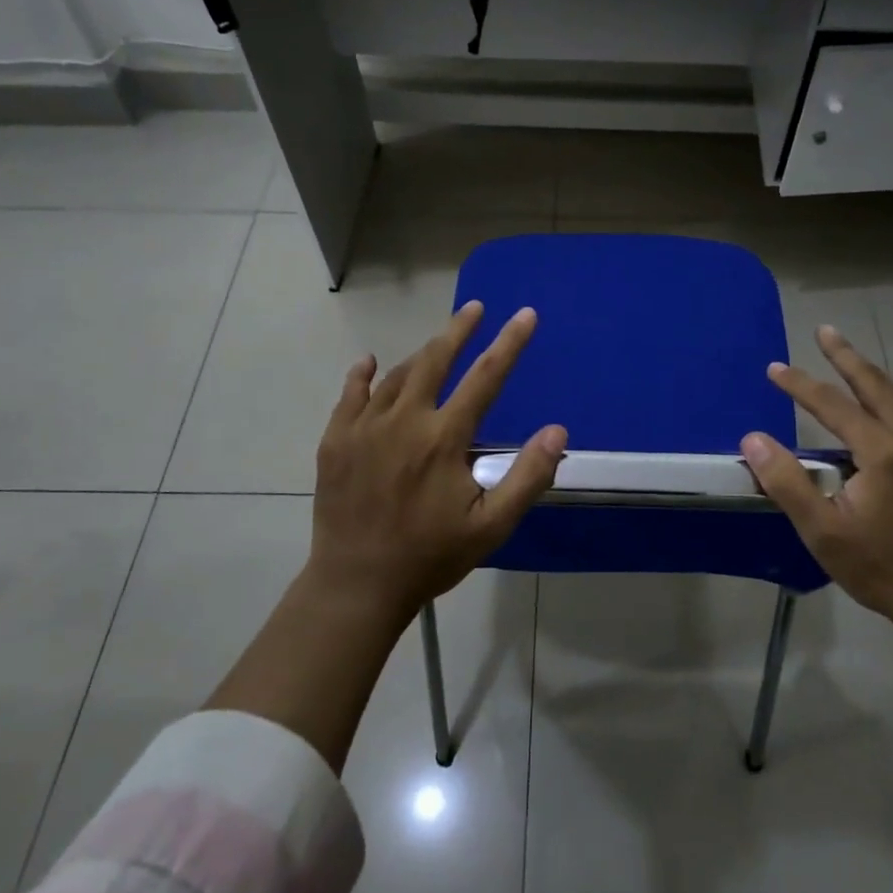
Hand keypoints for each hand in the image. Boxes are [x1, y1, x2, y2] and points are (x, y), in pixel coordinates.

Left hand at [309, 301, 566, 624]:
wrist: (356, 584)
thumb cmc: (430, 556)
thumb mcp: (492, 526)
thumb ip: (527, 476)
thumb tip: (556, 431)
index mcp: (443, 439)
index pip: (486, 377)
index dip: (510, 343)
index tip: (525, 315)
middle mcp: (404, 421)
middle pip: (436, 359)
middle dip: (459, 329)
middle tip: (474, 308)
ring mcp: (364, 428)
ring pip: (397, 375)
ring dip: (422, 354)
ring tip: (438, 342)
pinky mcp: (336, 441)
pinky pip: (350, 395)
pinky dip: (363, 374)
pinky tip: (369, 362)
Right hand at [740, 325, 892, 646]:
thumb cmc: (881, 568)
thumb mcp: (823, 531)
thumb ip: (786, 481)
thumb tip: (754, 438)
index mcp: (885, 451)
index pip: (833, 404)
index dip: (800, 384)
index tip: (775, 368)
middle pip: (878, 385)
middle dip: (847, 356)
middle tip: (825, 331)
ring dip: (875, 382)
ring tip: (852, 366)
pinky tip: (891, 421)